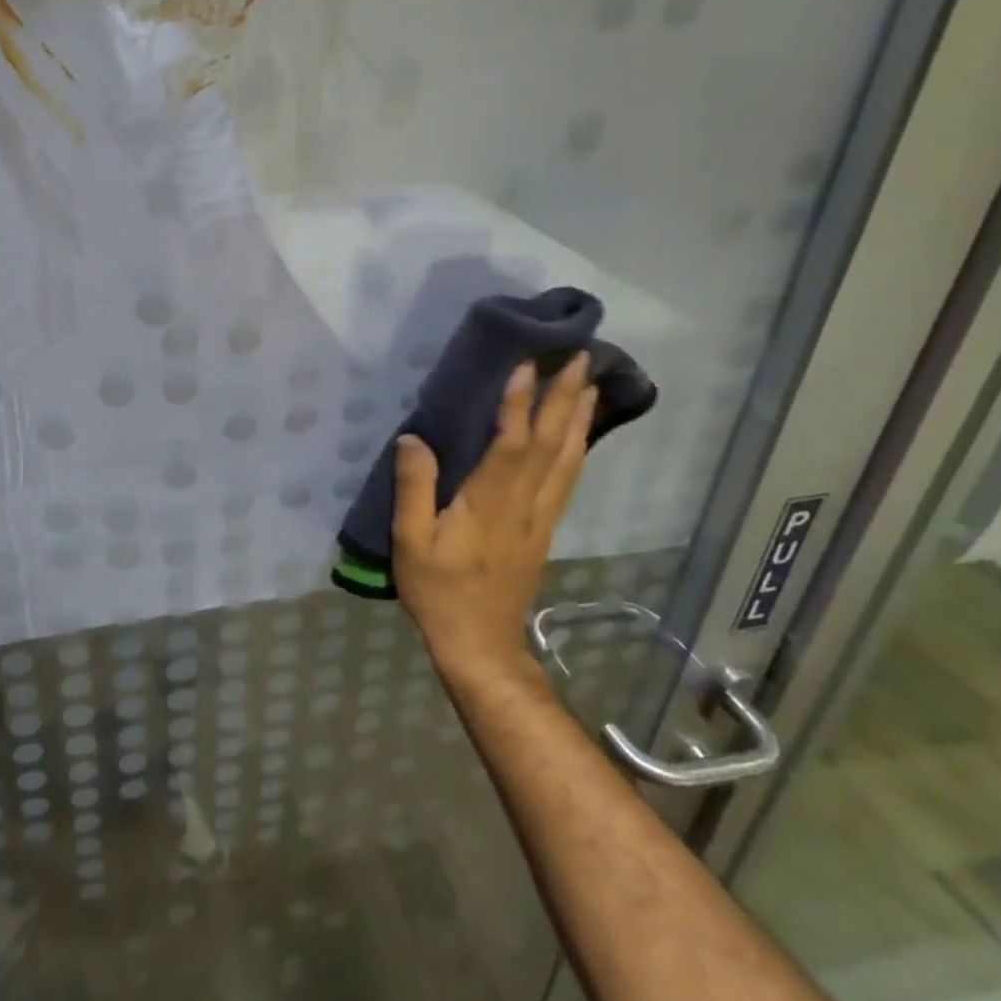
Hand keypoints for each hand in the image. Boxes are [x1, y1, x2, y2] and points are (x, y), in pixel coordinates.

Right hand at [392, 355, 596, 681]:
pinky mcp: (544, 527)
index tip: (526, 364)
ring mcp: (540, 516)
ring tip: (590, 383)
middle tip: (578, 356)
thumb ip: (412, 488)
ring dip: (580, 418)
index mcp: (490, 503)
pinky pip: (568, 478)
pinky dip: (578, 448)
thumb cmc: (439, 591)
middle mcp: (524, 503)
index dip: (519, 403)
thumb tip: (413, 438)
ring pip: (568, 459)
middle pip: (552, 443)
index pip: (511, 443)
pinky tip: (580, 433)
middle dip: (565, 398)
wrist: (480, 644)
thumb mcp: (410, 542)